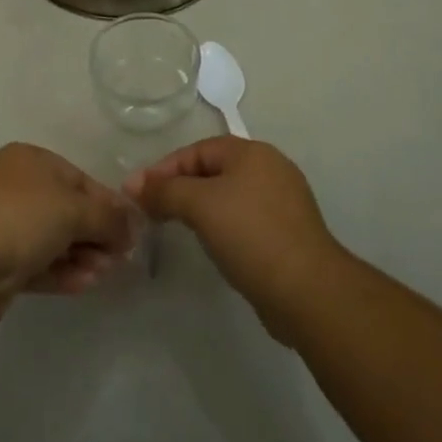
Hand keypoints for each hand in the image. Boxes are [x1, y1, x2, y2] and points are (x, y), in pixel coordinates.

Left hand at [0, 143, 138, 323]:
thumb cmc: (24, 217)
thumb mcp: (75, 210)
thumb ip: (109, 217)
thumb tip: (134, 225)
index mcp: (29, 159)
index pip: (78, 179)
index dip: (107, 204)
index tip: (129, 230)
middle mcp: (13, 185)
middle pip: (65, 210)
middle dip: (94, 234)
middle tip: (118, 258)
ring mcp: (0, 223)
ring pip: (51, 238)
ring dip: (80, 256)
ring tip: (103, 275)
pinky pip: (36, 261)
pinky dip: (60, 271)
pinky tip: (84, 284)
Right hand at [124, 137, 345, 342]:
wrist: (308, 292)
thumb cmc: (251, 235)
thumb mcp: (200, 206)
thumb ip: (165, 191)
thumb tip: (133, 183)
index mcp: (251, 152)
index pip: (197, 150)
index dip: (164, 169)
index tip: (137, 193)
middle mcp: (270, 168)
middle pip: (213, 170)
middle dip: (181, 187)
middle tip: (153, 211)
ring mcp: (283, 201)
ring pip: (229, 196)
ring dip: (201, 208)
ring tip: (177, 228)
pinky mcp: (288, 233)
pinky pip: (245, 219)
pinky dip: (223, 226)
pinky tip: (214, 246)